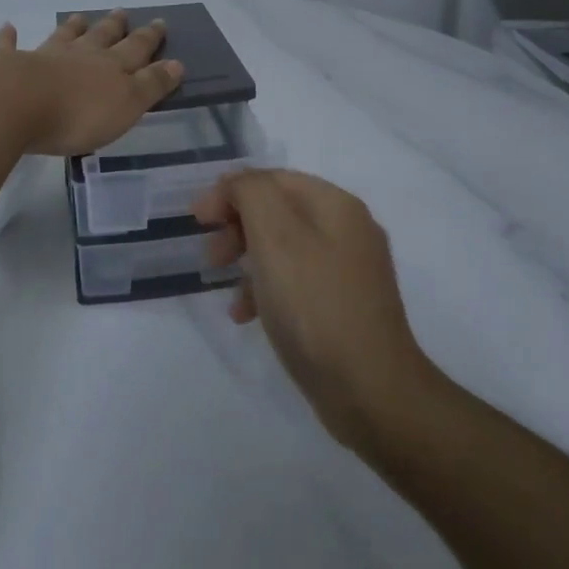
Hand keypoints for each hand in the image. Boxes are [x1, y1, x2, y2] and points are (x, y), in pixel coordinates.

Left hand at [0, 10, 184, 156]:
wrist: (16, 104)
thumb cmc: (78, 113)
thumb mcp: (127, 104)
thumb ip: (151, 84)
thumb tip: (177, 63)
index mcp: (110, 67)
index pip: (136, 49)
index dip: (149, 38)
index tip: (160, 22)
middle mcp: (79, 56)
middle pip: (100, 37)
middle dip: (114, 26)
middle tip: (122, 12)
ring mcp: (43, 58)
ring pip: (62, 38)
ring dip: (72, 27)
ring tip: (79, 17)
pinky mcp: (9, 66)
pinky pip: (10, 48)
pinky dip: (10, 38)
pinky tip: (8, 28)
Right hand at [192, 170, 437, 451]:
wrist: (371, 390)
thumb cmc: (314, 306)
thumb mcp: (275, 237)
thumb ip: (251, 194)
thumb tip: (236, 184)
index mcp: (336, 205)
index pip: (273, 178)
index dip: (230, 191)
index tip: (197, 219)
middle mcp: (348, 229)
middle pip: (279, 211)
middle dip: (238, 226)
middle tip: (211, 256)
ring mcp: (350, 270)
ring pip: (285, 248)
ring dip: (248, 261)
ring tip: (225, 290)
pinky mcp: (345, 306)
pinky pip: (297, 283)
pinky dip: (268, 290)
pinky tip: (249, 317)